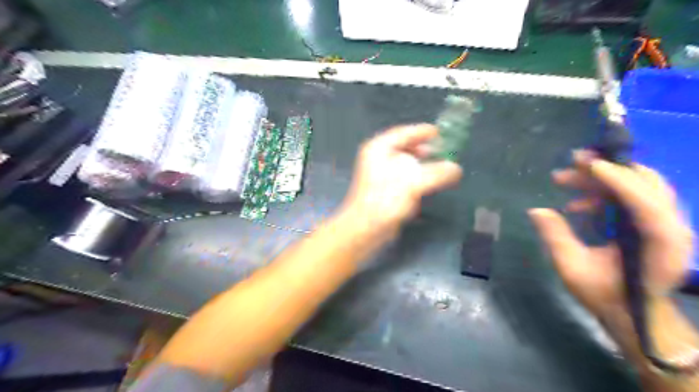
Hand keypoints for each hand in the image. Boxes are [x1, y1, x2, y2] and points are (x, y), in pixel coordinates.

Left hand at [340, 124, 462, 236]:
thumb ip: (438, 172)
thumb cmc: (387, 198)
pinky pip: (405, 177)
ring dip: (423, 165)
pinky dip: (417, 177)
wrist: (367, 228)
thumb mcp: (415, 181)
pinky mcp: (385, 189)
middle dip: (425, 150)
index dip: (423, 132)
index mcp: (379, 148)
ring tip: (441, 167)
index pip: (404, 133)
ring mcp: (380, 174)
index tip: (441, 133)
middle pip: (405, 147)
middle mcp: (377, 158)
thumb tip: (456, 169)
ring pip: (406, 163)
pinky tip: (430, 183)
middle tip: (444, 152)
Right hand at [531, 152, 692, 316]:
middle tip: (572, 162)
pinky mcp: (653, 224)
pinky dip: (604, 193)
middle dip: (606, 170)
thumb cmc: (605, 294)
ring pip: (637, 185)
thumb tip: (536, 210)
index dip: (617, 179)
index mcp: (660, 243)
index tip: (586, 164)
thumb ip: (556, 237)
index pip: (645, 200)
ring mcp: (665, 224)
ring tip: (564, 180)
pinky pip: (631, 196)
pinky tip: (577, 205)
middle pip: (645, 183)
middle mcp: (672, 228)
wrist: (633, 314)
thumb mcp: (573, 268)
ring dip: (601, 179)